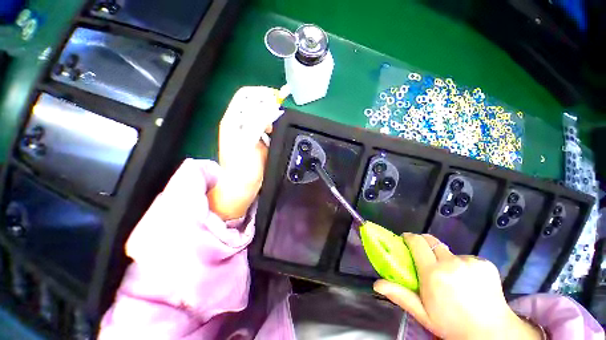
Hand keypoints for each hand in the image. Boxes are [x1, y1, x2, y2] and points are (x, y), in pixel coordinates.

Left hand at [208, 86, 283, 219]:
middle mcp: (239, 124)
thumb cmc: (242, 168)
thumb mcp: (248, 144)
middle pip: (254, 103)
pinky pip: (266, 127)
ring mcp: (248, 132)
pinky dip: (272, 126)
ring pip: (261, 115)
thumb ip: (258, 124)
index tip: (276, 98)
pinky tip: (274, 132)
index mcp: (233, 121)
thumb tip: (271, 107)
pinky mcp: (257, 141)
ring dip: (270, 114)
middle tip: (279, 111)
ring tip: (276, 122)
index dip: (260, 93)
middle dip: (267, 103)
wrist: (241, 187)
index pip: (245, 96)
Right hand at [374, 233, 541, 339]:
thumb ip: (400, 295)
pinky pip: (466, 258)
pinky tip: (469, 281)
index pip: (417, 243)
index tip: (405, 240)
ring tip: (450, 277)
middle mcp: (451, 263)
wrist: (492, 333)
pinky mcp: (485, 263)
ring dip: (445, 259)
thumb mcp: (423, 314)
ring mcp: (470, 262)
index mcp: (433, 274)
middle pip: (431, 241)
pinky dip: (463, 265)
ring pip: (449, 252)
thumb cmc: (452, 325)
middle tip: (423, 256)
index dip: (410, 238)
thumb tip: (376, 284)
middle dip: (424, 244)